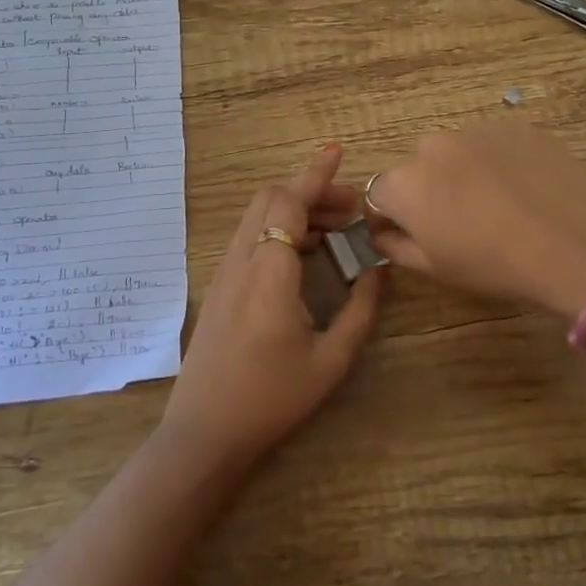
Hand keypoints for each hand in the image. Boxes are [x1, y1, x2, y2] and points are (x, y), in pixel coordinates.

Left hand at [161, 145, 387, 469]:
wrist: (205, 432)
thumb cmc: (272, 399)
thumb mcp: (330, 361)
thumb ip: (360, 311)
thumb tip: (379, 272)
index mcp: (269, 274)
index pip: (289, 203)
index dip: (315, 175)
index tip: (337, 152)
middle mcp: (241, 262)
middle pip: (270, 199)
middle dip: (311, 192)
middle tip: (350, 211)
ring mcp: (224, 273)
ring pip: (258, 217)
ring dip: (295, 211)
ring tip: (335, 232)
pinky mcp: (219, 287)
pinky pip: (250, 238)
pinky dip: (279, 229)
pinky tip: (305, 255)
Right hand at [365, 121, 585, 319]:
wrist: (575, 245)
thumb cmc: (495, 265)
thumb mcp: (436, 268)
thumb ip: (396, 246)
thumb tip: (381, 233)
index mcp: (405, 183)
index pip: (379, 193)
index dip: (391, 216)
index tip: (411, 235)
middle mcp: (433, 146)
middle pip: (418, 167)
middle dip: (430, 190)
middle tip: (462, 221)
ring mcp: (478, 130)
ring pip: (457, 152)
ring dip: (465, 172)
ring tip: (500, 204)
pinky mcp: (517, 126)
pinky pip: (495, 143)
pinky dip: (500, 161)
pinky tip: (526, 188)